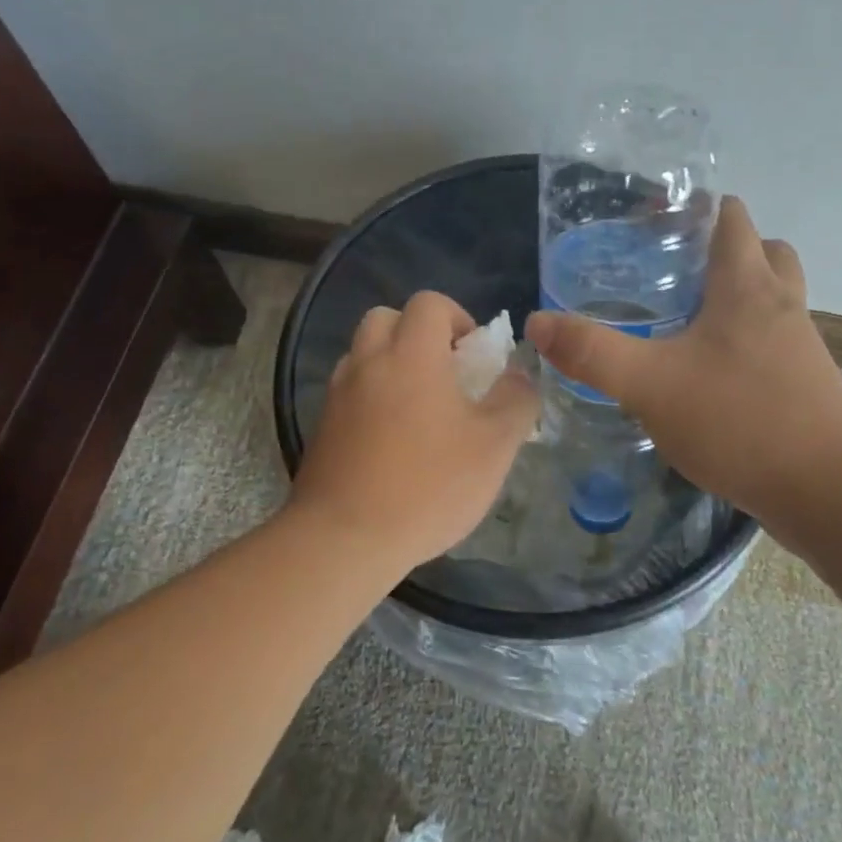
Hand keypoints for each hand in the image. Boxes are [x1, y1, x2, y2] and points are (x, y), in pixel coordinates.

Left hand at [290, 291, 539, 572]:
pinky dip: (371, 396)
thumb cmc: (428, 486)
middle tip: (444, 374)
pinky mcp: (321, 426)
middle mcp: (367, 362)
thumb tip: (520, 374)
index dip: (457, 318)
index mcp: (411, 354)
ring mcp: (338, 394)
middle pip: (386, 318)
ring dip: (391, 364)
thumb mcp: (494, 446)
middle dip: (417, 334)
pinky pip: (349, 391)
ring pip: (363, 354)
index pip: (429, 303)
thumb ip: (516, 401)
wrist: (345, 538)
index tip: (474, 356)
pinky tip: (391, 440)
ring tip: (418, 409)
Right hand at [526, 196, 841, 527]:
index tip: (654, 224)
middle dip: (722, 249)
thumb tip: (537, 322)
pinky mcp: (807, 381)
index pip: (730, 218)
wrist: (824, 488)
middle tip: (674, 272)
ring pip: (774, 295)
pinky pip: (777, 338)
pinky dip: (749, 338)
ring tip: (690, 320)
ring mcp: (801, 343)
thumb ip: (591, 352)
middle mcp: (781, 303)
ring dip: (739, 294)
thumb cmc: (737, 420)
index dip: (694, 210)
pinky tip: (713, 372)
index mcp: (746, 286)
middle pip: (762, 250)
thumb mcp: (648, 385)